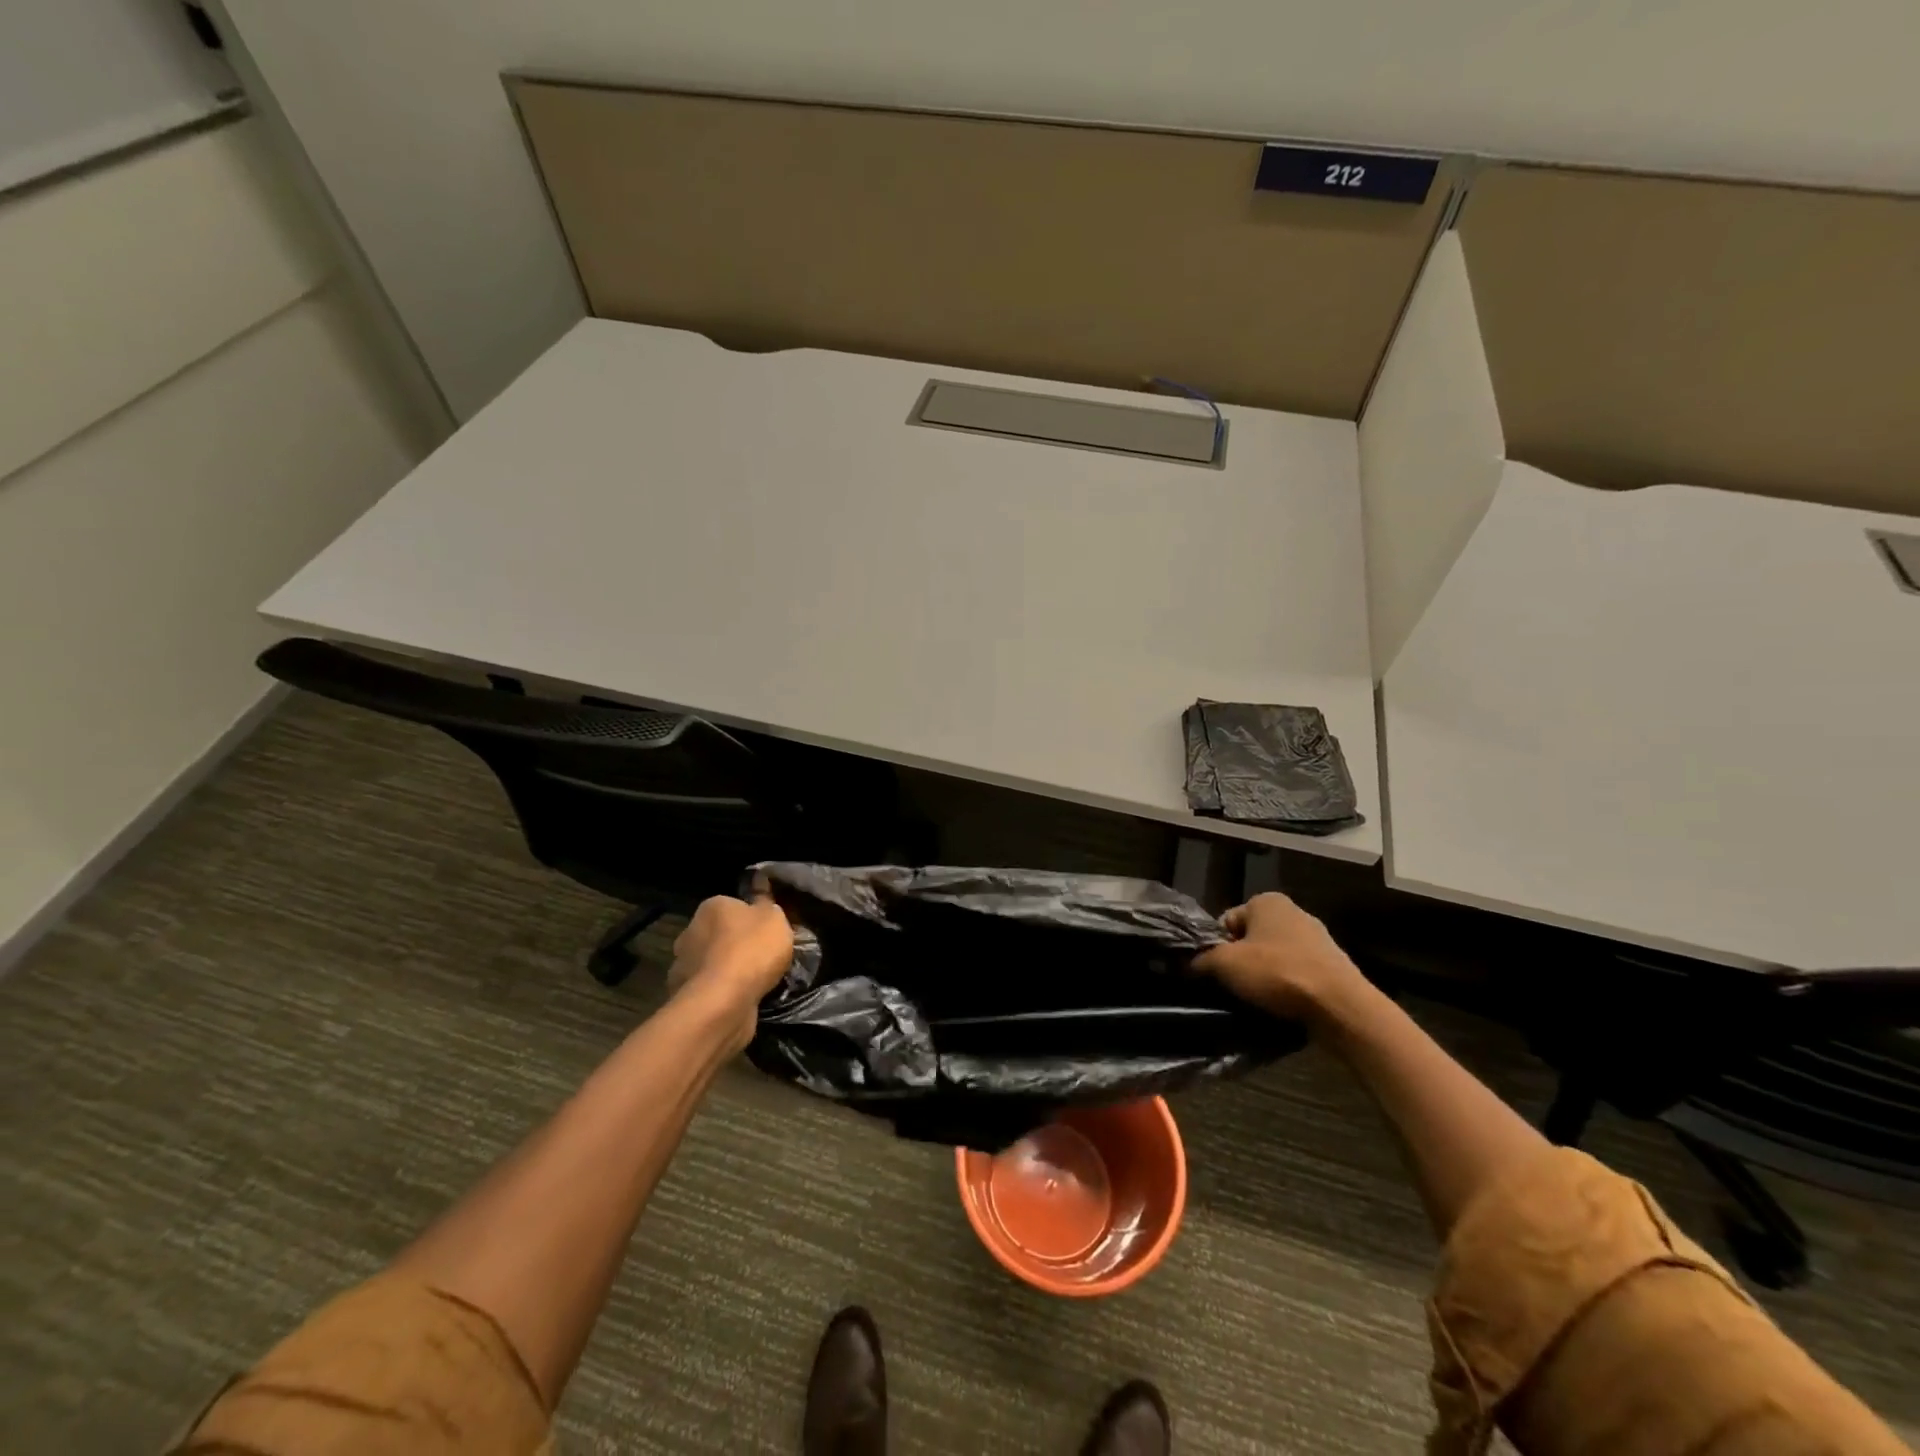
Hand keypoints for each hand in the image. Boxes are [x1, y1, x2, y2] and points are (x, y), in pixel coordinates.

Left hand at [667, 895, 793, 1023]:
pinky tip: (739, 998)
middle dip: (734, 944)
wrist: (724, 1001)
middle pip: (718, 934)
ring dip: (726, 969)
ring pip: (711, 962)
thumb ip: (767, 906)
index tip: (767, 932)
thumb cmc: (752, 949)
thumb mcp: (774, 918)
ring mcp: (682, 965)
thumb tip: (760, 898)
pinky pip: (709, 988)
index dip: (751, 918)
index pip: (732, 906)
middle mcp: (690, 931)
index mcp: (712, 907)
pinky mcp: (683, 995)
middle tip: (761, 957)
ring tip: (753, 982)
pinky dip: (721, 992)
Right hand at [1193, 892, 1369, 1027]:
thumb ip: (1200, 960)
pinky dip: (1287, 988)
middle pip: (1251, 940)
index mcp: (1267, 901)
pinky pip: (1297, 975)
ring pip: (1274, 959)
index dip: (1216, 947)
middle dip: (1241, 962)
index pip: (1226, 922)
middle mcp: (1294, 912)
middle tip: (1234, 987)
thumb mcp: (1225, 965)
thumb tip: (1185, 964)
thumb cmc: (1278, 973)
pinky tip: (1282, 1006)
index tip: (1217, 971)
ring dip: (1264, 977)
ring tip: (1258, 1001)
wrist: (1341, 1007)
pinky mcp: (1333, 966)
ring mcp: (1318, 939)